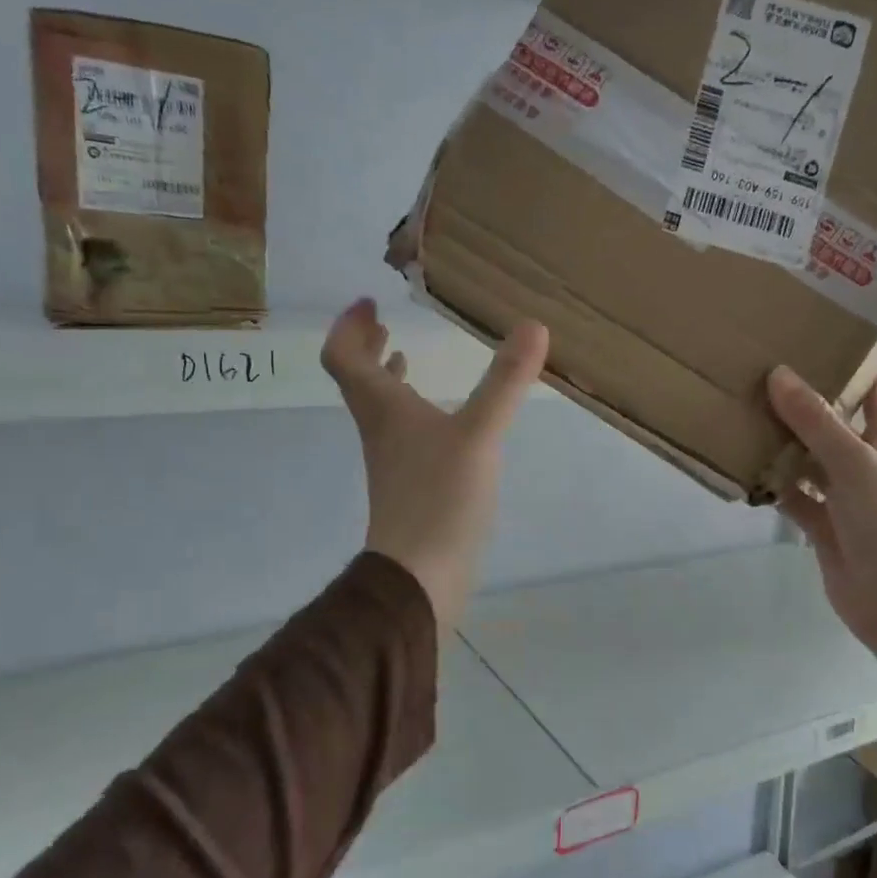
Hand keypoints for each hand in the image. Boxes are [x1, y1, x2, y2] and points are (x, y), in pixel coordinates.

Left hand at [322, 299, 548, 627]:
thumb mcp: (479, 434)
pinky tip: (440, 416)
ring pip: (378, 405)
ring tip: (403, 354)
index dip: (349, 326)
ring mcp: (393, 458)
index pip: (343, 356)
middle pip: (356, 378)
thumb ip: (506, 381)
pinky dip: (412, 408)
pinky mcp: (410, 482)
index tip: (368, 303)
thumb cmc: (440, 498)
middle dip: (365, 345)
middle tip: (381, 321)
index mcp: (382, 408)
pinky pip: (402, 430)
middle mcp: (379, 428)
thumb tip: (533, 325)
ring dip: (386, 375)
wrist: (421, 574)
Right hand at [767, 367, 876, 693]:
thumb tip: (779, 373)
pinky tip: (742, 466)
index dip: (851, 361)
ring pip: (808, 459)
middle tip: (756, 370)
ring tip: (740, 411)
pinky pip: (794, 496)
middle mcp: (866, 462)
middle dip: (801, 400)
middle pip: (832, 421)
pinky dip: (773, 484)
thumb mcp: (856, 464)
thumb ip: (816, 422)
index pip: (874, 387)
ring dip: (781, 442)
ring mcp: (844, 496)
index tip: (810, 335)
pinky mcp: (823, 526)